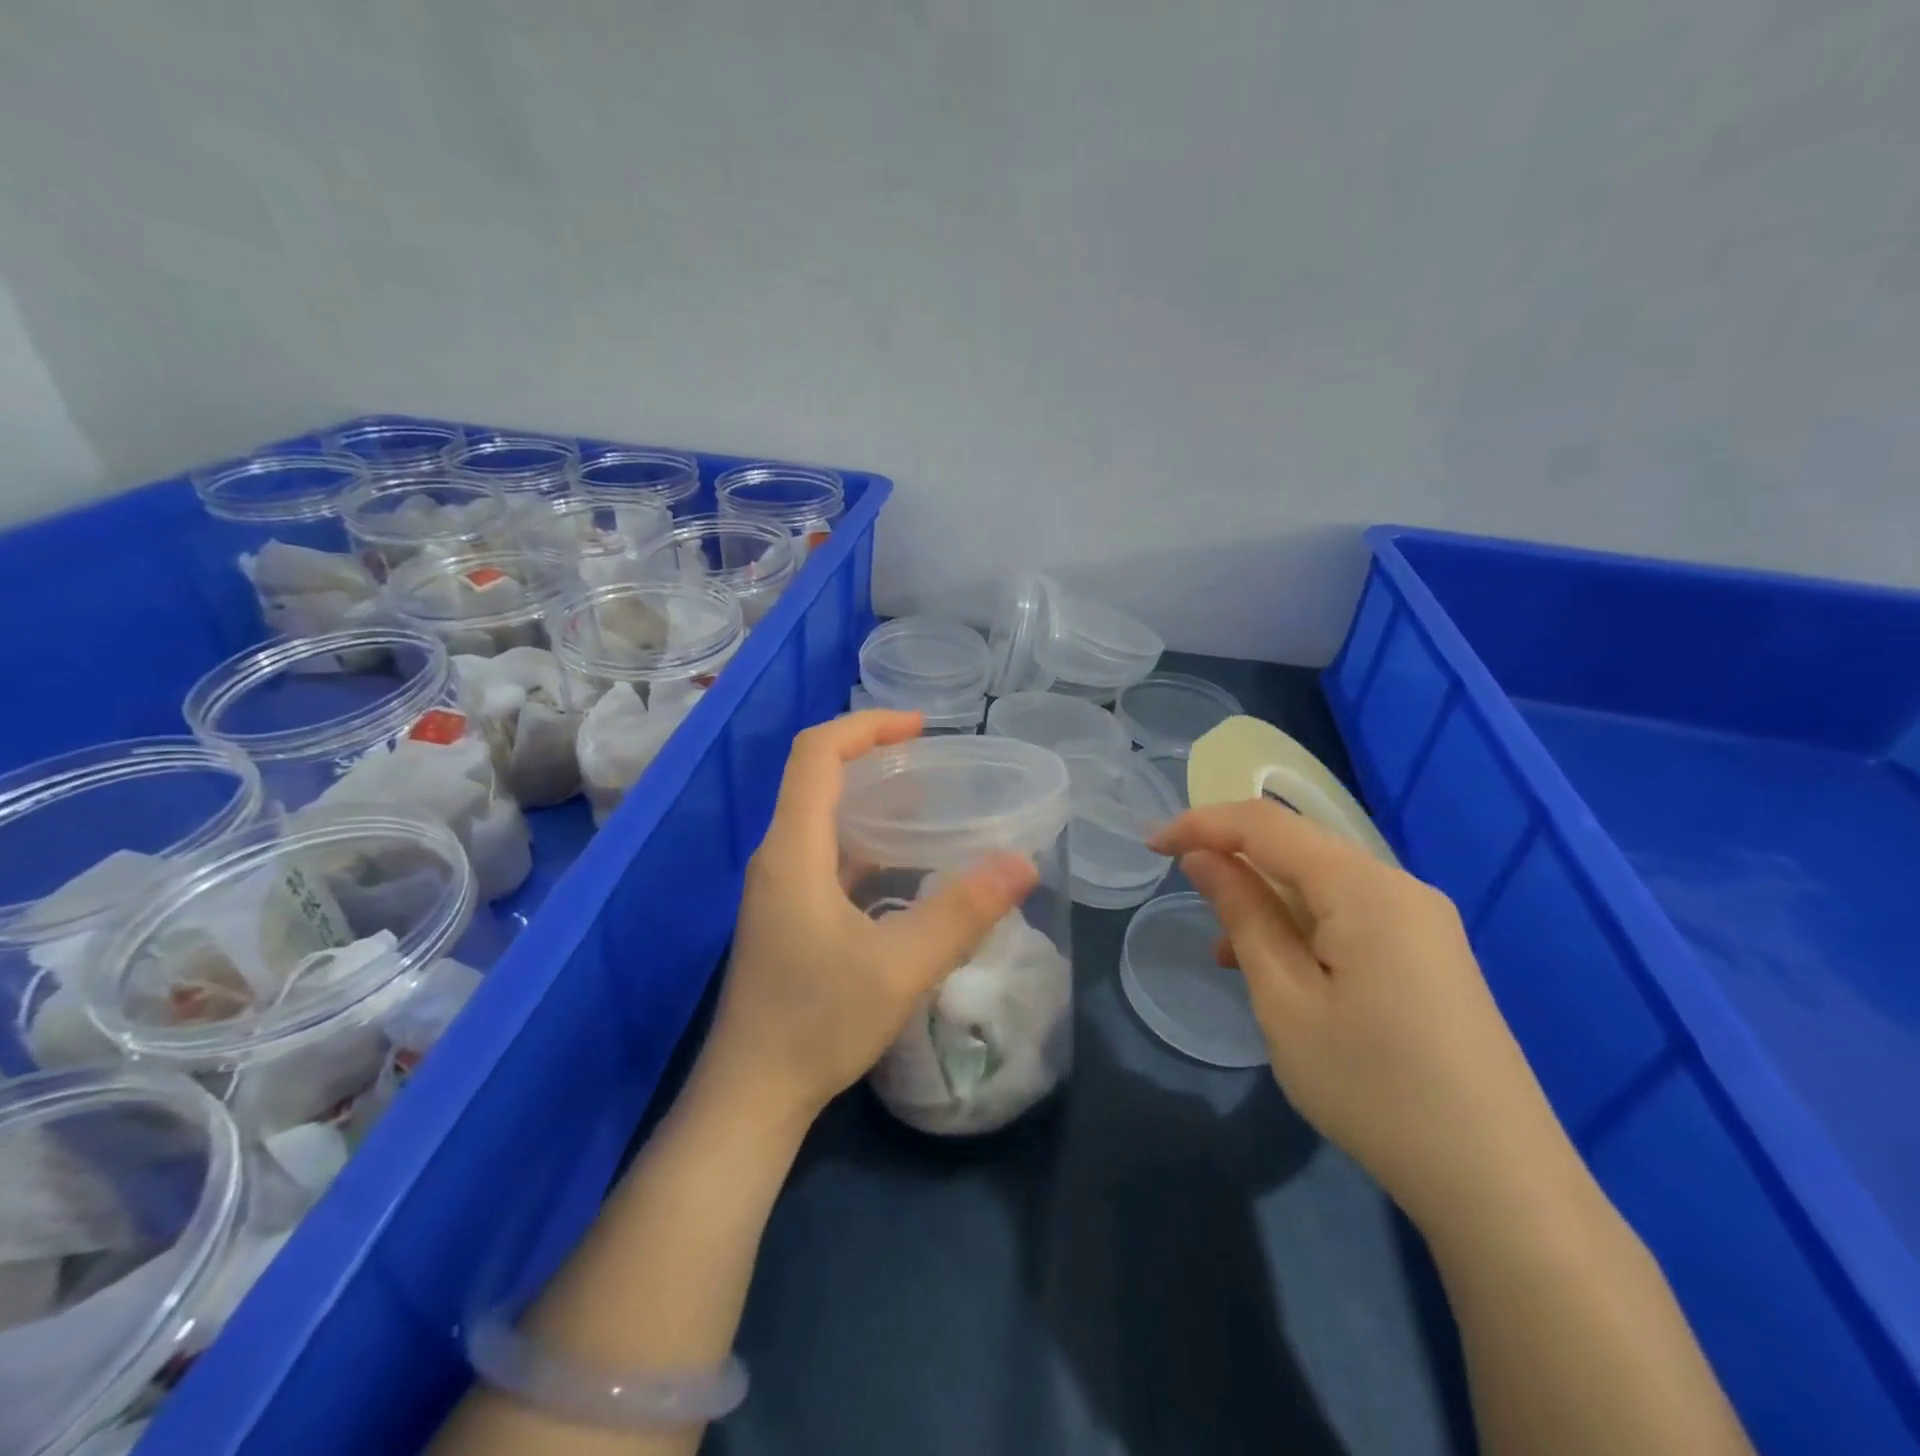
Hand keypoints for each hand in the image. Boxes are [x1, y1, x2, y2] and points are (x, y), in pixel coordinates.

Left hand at [699, 710, 1038, 1125]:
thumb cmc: (817, 1024)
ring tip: (929, 804)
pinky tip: (904, 865)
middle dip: (874, 757)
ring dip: (870, 800)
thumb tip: (1023, 864)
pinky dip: (865, 841)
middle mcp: (778, 857)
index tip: (921, 727)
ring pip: (821, 818)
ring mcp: (778, 887)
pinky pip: (825, 854)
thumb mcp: (900, 967)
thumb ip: (962, 913)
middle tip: (935, 763)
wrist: (750, 1096)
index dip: (866, 726)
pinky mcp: (786, 915)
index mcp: (793, 850)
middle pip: (817, 778)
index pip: (817, 754)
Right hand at [1152, 801, 1576, 1233]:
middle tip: (1183, 896)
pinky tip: (1281, 974)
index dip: (1201, 824)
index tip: (1150, 845)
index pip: (1266, 824)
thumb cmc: (1374, 1088)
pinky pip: (1350, 917)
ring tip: (1227, 955)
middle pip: (1298, 848)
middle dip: (1234, 862)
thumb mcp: (1285, 1000)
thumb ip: (1243, 914)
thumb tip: (1203, 858)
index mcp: (1365, 887)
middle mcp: (1400, 887)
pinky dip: (1303, 928)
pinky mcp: (1430, 955)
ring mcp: (1422, 922)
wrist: (1501, 1187)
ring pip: (1322, 885)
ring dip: (1267, 902)